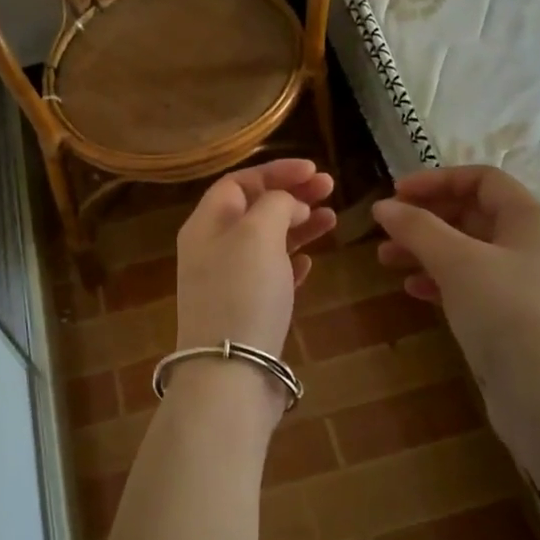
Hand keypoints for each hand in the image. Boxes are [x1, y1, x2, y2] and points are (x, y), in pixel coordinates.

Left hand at [174, 158, 335, 356]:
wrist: (231, 370)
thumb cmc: (243, 292)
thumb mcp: (258, 234)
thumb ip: (275, 205)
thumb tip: (288, 203)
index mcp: (206, 223)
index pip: (239, 182)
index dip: (276, 171)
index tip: (314, 169)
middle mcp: (211, 248)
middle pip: (254, 209)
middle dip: (291, 196)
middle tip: (330, 189)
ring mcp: (227, 281)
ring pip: (266, 241)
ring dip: (298, 226)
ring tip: (332, 220)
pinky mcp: (245, 309)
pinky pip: (269, 274)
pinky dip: (290, 262)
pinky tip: (310, 263)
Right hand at [373, 166, 539, 415]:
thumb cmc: (508, 314)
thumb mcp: (457, 262)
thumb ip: (418, 228)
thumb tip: (384, 206)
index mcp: (530, 220)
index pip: (482, 180)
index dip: (437, 180)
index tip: (395, 194)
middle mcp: (531, 246)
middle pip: (473, 214)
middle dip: (425, 218)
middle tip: (385, 230)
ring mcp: (523, 285)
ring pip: (467, 252)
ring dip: (425, 250)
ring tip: (385, 260)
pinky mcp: (512, 320)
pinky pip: (470, 286)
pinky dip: (439, 281)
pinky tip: (412, 290)